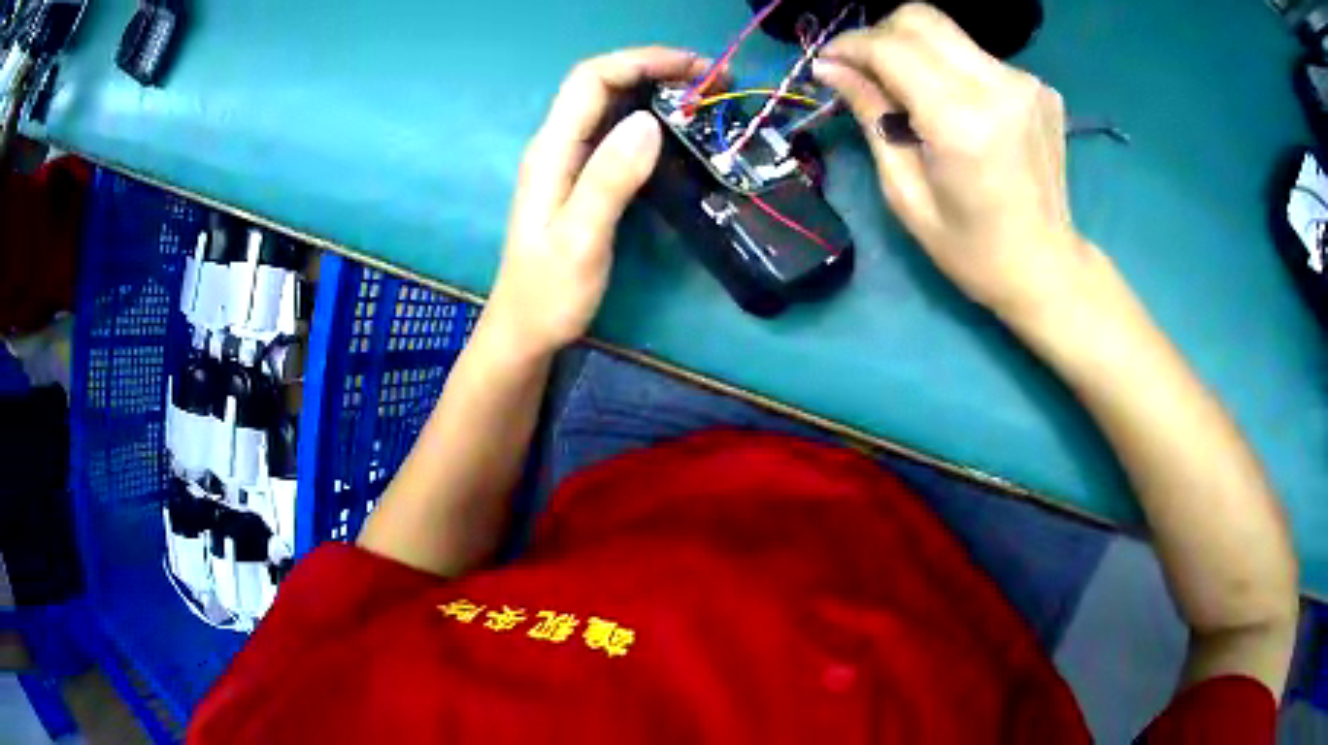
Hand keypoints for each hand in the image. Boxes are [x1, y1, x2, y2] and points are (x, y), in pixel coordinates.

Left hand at [482, 48, 710, 359]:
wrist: (526, 330)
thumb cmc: (550, 293)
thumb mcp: (581, 239)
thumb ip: (610, 179)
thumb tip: (649, 121)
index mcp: (552, 151)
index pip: (591, 79)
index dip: (641, 61)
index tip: (695, 68)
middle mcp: (557, 145)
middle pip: (602, 83)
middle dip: (656, 69)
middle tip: (713, 82)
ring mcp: (568, 161)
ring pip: (611, 105)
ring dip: (656, 91)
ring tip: (705, 99)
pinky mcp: (582, 178)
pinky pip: (615, 133)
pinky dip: (650, 119)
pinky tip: (678, 131)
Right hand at [814, 4, 1098, 319]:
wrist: (1046, 268)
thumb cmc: (971, 249)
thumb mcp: (905, 193)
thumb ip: (871, 117)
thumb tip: (830, 68)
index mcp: (963, 122)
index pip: (892, 47)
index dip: (851, 45)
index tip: (829, 62)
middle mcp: (999, 88)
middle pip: (921, 19)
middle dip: (880, 35)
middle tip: (865, 71)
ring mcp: (1026, 84)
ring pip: (948, 33)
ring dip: (915, 51)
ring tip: (909, 94)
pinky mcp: (1040, 89)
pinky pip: (977, 57)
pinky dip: (951, 69)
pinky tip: (954, 107)